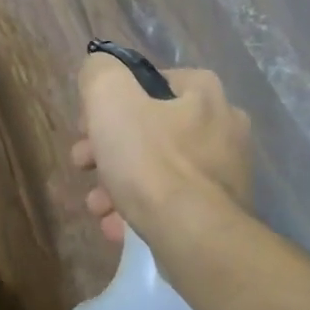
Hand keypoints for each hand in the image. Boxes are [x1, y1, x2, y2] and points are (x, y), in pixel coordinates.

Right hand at [71, 56, 251, 244]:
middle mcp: (223, 127)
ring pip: (158, 168)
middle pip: (150, 128)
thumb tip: (100, 70)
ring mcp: (225, 173)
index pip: (151, 81)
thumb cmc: (150, 160)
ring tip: (96, 205)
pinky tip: (116, 226)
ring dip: (119, 182)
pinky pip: (172, 202)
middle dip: (108, 147)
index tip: (88, 123)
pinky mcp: (221, 213)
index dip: (112, 99)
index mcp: (204, 93)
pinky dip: (141, 209)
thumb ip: (100, 73)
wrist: (194, 238)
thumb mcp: (110, 99)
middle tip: (83, 164)